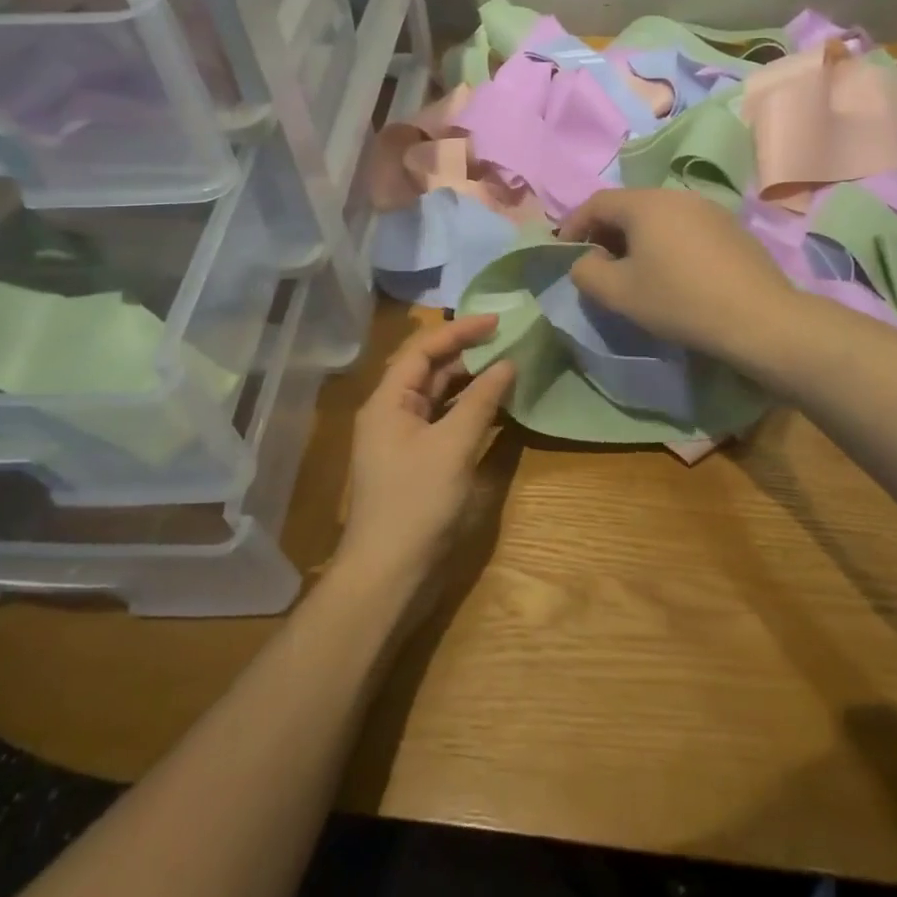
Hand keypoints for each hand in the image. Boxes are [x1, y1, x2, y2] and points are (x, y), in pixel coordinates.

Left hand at [338, 316, 517, 592]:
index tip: (498, 321)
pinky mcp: (418, 462)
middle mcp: (392, 413)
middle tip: (509, 341)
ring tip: (509, 367)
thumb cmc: (416, 503)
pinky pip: (444, 423)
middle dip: (468, 353)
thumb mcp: (453, 447)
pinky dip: (469, 412)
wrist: (387, 576)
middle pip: (430, 370)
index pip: (424, 349)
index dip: (460, 330)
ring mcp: (404, 439)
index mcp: (389, 400)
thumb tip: (508, 363)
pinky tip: (497, 409)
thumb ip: (482, 401)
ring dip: (471, 382)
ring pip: (439, 397)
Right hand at [560, 189, 794, 359]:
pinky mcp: (730, 228)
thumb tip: (586, 261)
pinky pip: (684, 227)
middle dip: (606, 232)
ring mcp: (708, 209)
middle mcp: (676, 195)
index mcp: (645, 203)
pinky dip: (665, 243)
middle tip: (597, 263)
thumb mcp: (619, 293)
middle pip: (628, 206)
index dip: (574, 225)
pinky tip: (672, 273)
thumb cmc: (678, 300)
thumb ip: (586, 272)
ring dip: (637, 238)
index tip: (565, 251)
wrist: (758, 317)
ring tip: (633, 270)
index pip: (596, 202)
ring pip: (658, 216)